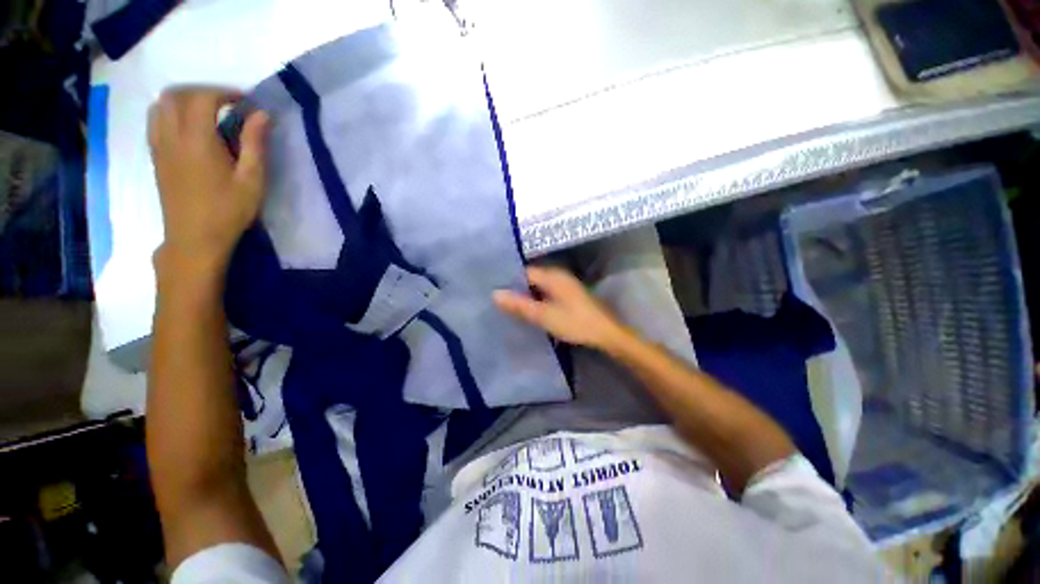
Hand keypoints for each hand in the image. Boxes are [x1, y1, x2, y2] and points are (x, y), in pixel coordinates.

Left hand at [148, 88, 268, 272]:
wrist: (194, 238)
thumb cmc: (228, 211)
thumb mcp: (252, 180)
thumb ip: (254, 144)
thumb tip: (261, 115)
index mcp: (197, 140)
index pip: (202, 98)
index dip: (224, 92)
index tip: (244, 101)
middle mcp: (171, 136)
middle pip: (176, 95)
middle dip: (202, 91)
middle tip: (226, 104)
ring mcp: (159, 146)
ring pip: (160, 105)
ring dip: (182, 99)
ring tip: (206, 111)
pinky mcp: (155, 156)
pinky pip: (155, 120)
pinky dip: (170, 112)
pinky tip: (188, 126)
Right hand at [493, 266, 628, 349]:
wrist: (606, 333)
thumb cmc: (574, 322)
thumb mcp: (544, 315)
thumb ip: (519, 305)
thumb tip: (495, 294)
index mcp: (553, 276)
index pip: (525, 272)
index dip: (510, 281)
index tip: (497, 292)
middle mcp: (560, 276)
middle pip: (532, 279)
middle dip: (518, 289)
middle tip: (502, 302)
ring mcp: (566, 286)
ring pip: (540, 287)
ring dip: (529, 296)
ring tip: (513, 307)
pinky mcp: (570, 296)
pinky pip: (548, 293)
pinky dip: (539, 300)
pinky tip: (533, 311)